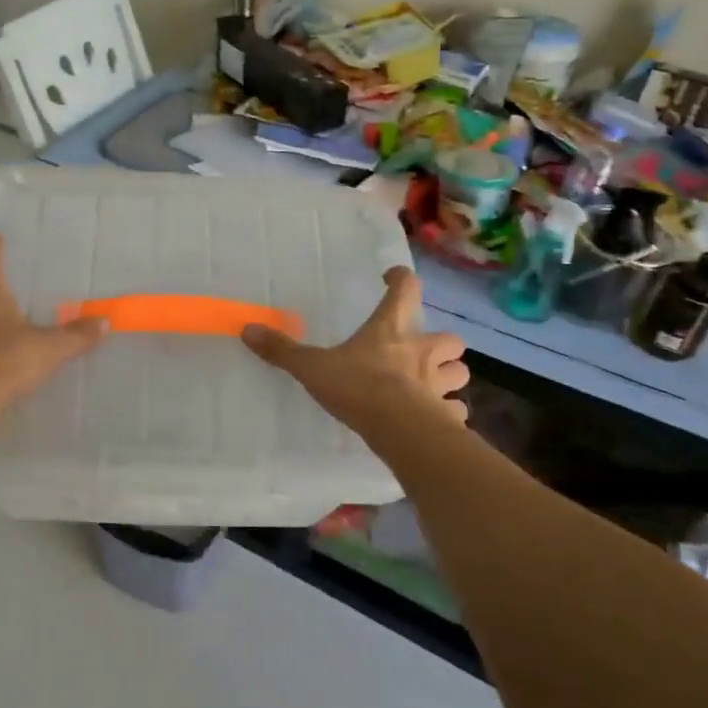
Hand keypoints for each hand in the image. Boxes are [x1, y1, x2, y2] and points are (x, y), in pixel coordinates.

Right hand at [241, 266, 468, 436]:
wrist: (400, 429)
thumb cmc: (359, 388)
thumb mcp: (313, 367)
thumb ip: (283, 350)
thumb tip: (247, 329)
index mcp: (392, 330)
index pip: (406, 289)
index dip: (401, 280)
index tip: (392, 278)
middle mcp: (422, 351)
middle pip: (449, 338)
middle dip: (439, 343)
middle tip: (421, 349)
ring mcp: (439, 384)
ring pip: (459, 373)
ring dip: (448, 375)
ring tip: (431, 383)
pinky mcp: (446, 415)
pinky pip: (454, 411)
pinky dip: (448, 412)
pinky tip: (435, 419)